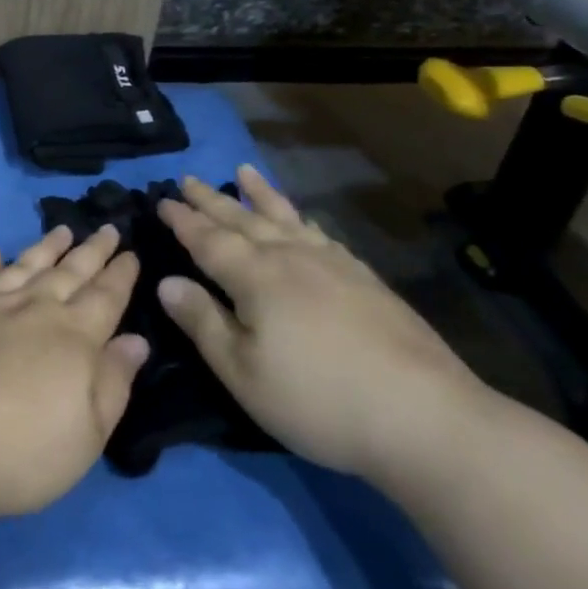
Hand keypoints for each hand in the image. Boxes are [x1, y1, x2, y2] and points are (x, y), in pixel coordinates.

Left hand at [0, 225, 149, 522]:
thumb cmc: (22, 452)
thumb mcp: (88, 434)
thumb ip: (114, 382)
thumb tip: (136, 340)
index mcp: (73, 336)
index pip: (105, 296)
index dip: (120, 274)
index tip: (132, 252)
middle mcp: (32, 309)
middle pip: (68, 272)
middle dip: (92, 250)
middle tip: (108, 228)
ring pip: (24, 267)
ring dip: (45, 247)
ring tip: (61, 230)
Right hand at [156, 167, 488, 482]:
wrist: (425, 416)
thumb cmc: (318, 400)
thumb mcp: (243, 372)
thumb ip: (203, 323)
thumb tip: (166, 282)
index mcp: (255, 277)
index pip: (208, 239)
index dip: (183, 220)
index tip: (162, 199)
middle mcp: (290, 257)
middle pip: (243, 219)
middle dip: (212, 200)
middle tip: (189, 179)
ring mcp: (332, 263)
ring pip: (285, 217)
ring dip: (259, 195)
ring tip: (244, 172)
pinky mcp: (364, 278)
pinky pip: (320, 233)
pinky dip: (302, 219)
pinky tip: (302, 221)